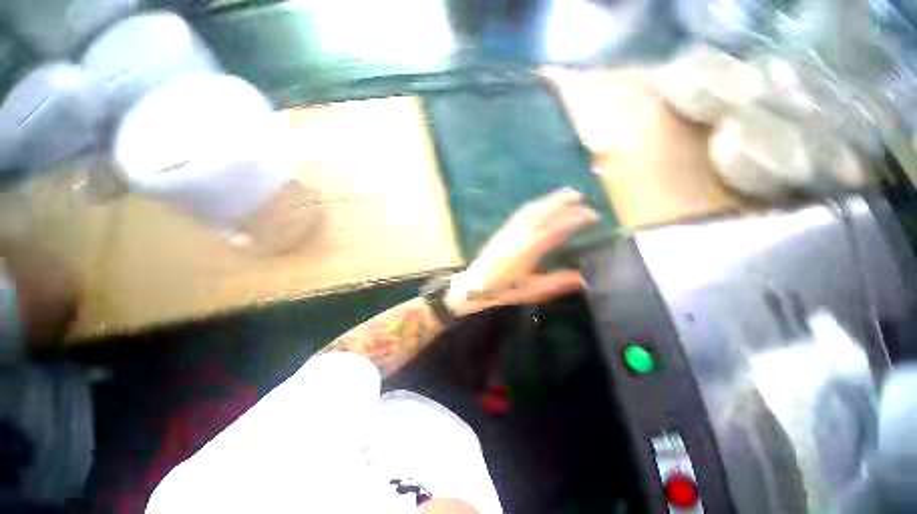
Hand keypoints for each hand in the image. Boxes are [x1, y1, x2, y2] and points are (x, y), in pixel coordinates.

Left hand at [446, 188, 598, 315]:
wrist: (476, 284)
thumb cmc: (504, 289)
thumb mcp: (533, 290)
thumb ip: (558, 282)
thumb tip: (585, 278)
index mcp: (531, 248)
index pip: (559, 227)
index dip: (577, 218)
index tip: (593, 215)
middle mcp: (522, 233)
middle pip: (545, 210)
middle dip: (564, 200)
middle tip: (581, 196)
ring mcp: (511, 229)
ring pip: (533, 208)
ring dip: (550, 199)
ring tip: (565, 195)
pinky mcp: (503, 229)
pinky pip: (522, 212)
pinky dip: (536, 205)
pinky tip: (540, 205)